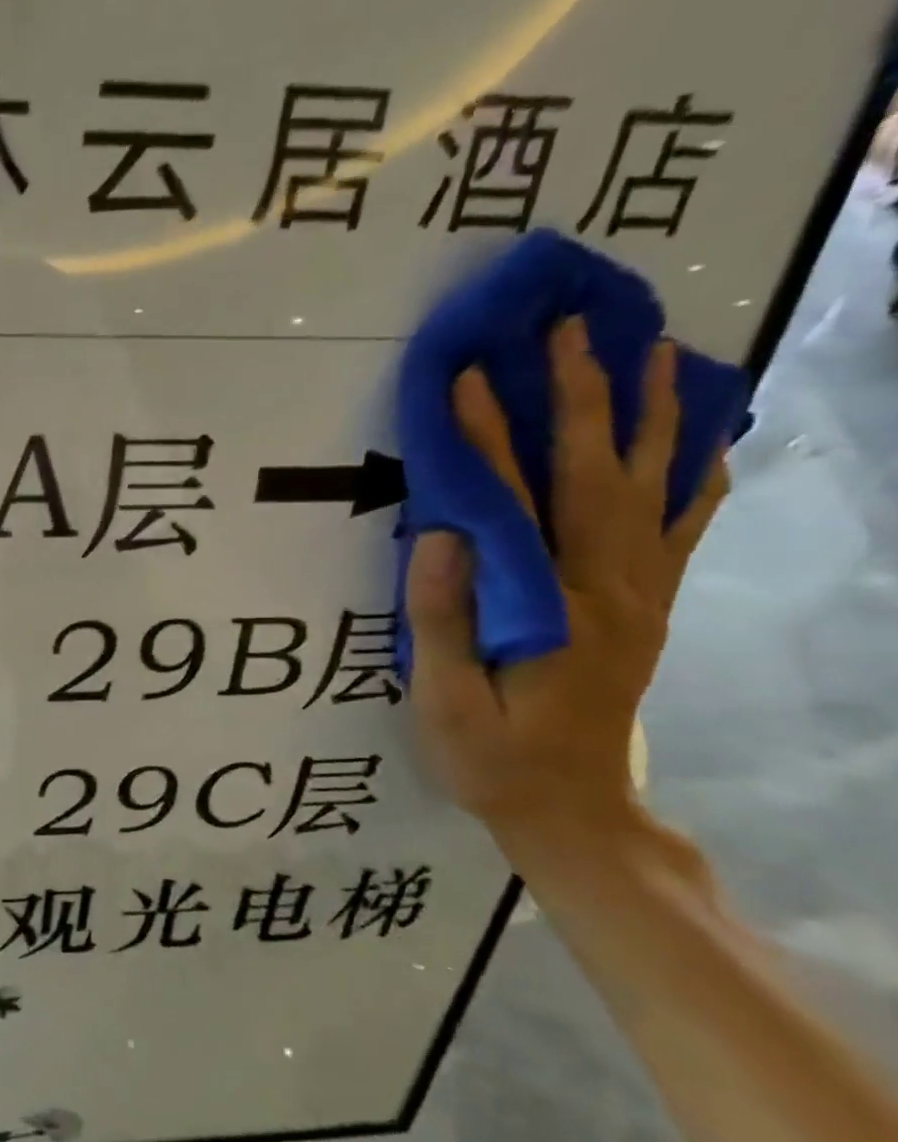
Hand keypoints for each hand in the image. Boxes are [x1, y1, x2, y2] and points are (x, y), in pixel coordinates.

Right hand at [405, 317, 727, 840]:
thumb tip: (441, 534)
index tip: (473, 379)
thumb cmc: (495, 759)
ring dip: (654, 415)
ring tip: (653, 351)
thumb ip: (442, 619)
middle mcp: (614, 589)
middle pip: (604, 476)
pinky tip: (700, 438)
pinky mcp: (648, 606)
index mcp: (556, 610)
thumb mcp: (448, 703)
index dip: (493, 439)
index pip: (518, 505)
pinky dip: (695, 472)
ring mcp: (642, 596)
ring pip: (657, 488)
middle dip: (588, 397)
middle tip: (578, 329)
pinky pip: (683, 526)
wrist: (575, 812)